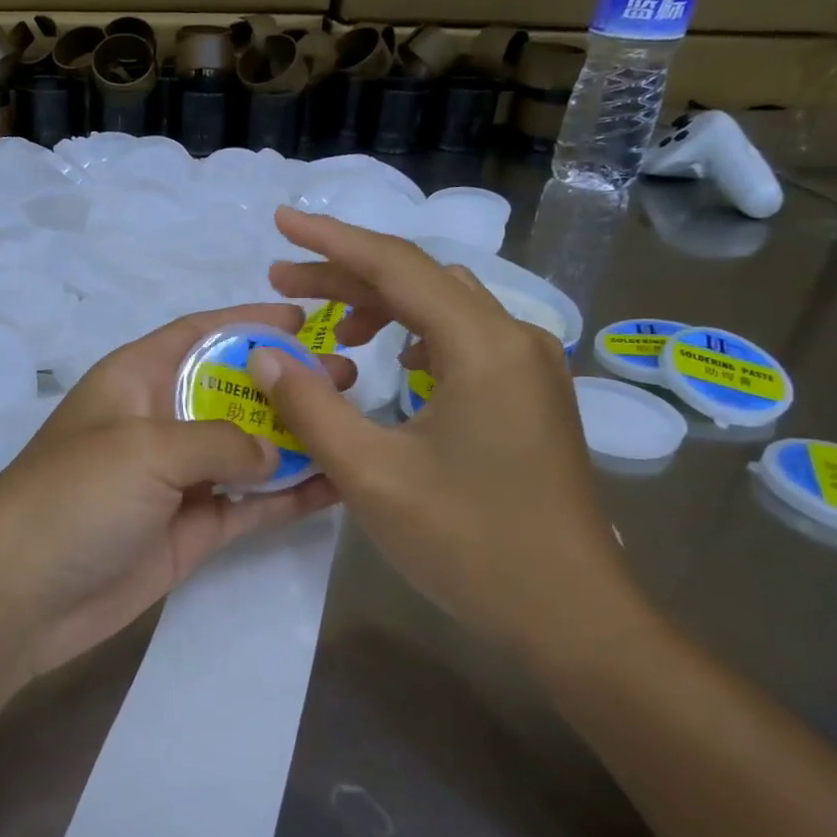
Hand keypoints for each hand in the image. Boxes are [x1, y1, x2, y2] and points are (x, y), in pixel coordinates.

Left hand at [0, 303, 347, 681]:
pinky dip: (289, 496)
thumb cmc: (75, 496)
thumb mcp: (145, 448)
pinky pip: (250, 506)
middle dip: (285, 383)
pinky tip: (338, 485)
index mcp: (136, 378)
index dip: (248, 321)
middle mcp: (159, 420)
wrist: (19, 596)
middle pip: (232, 390)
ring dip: (296, 438)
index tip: (304, 319)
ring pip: (247, 449)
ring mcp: (177, 479)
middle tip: (347, 378)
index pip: (199, 333)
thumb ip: (219, 440)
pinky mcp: (190, 530)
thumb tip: (270, 452)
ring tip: (354, 424)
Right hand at [247, 208, 642, 665]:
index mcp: (481, 345)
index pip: (395, 264)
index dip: (331, 238)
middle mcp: (514, 339)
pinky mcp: (530, 396)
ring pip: (443, 308)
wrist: (572, 616)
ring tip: (330, 328)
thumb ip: (310, 406)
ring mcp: (529, 367)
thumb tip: (264, 353)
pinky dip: (414, 335)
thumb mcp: (370, 474)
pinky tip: (390, 364)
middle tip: (283, 280)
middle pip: (419, 280)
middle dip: (346, 273)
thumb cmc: (469, 543)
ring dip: (382, 304)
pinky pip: (463, 340)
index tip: (281, 220)